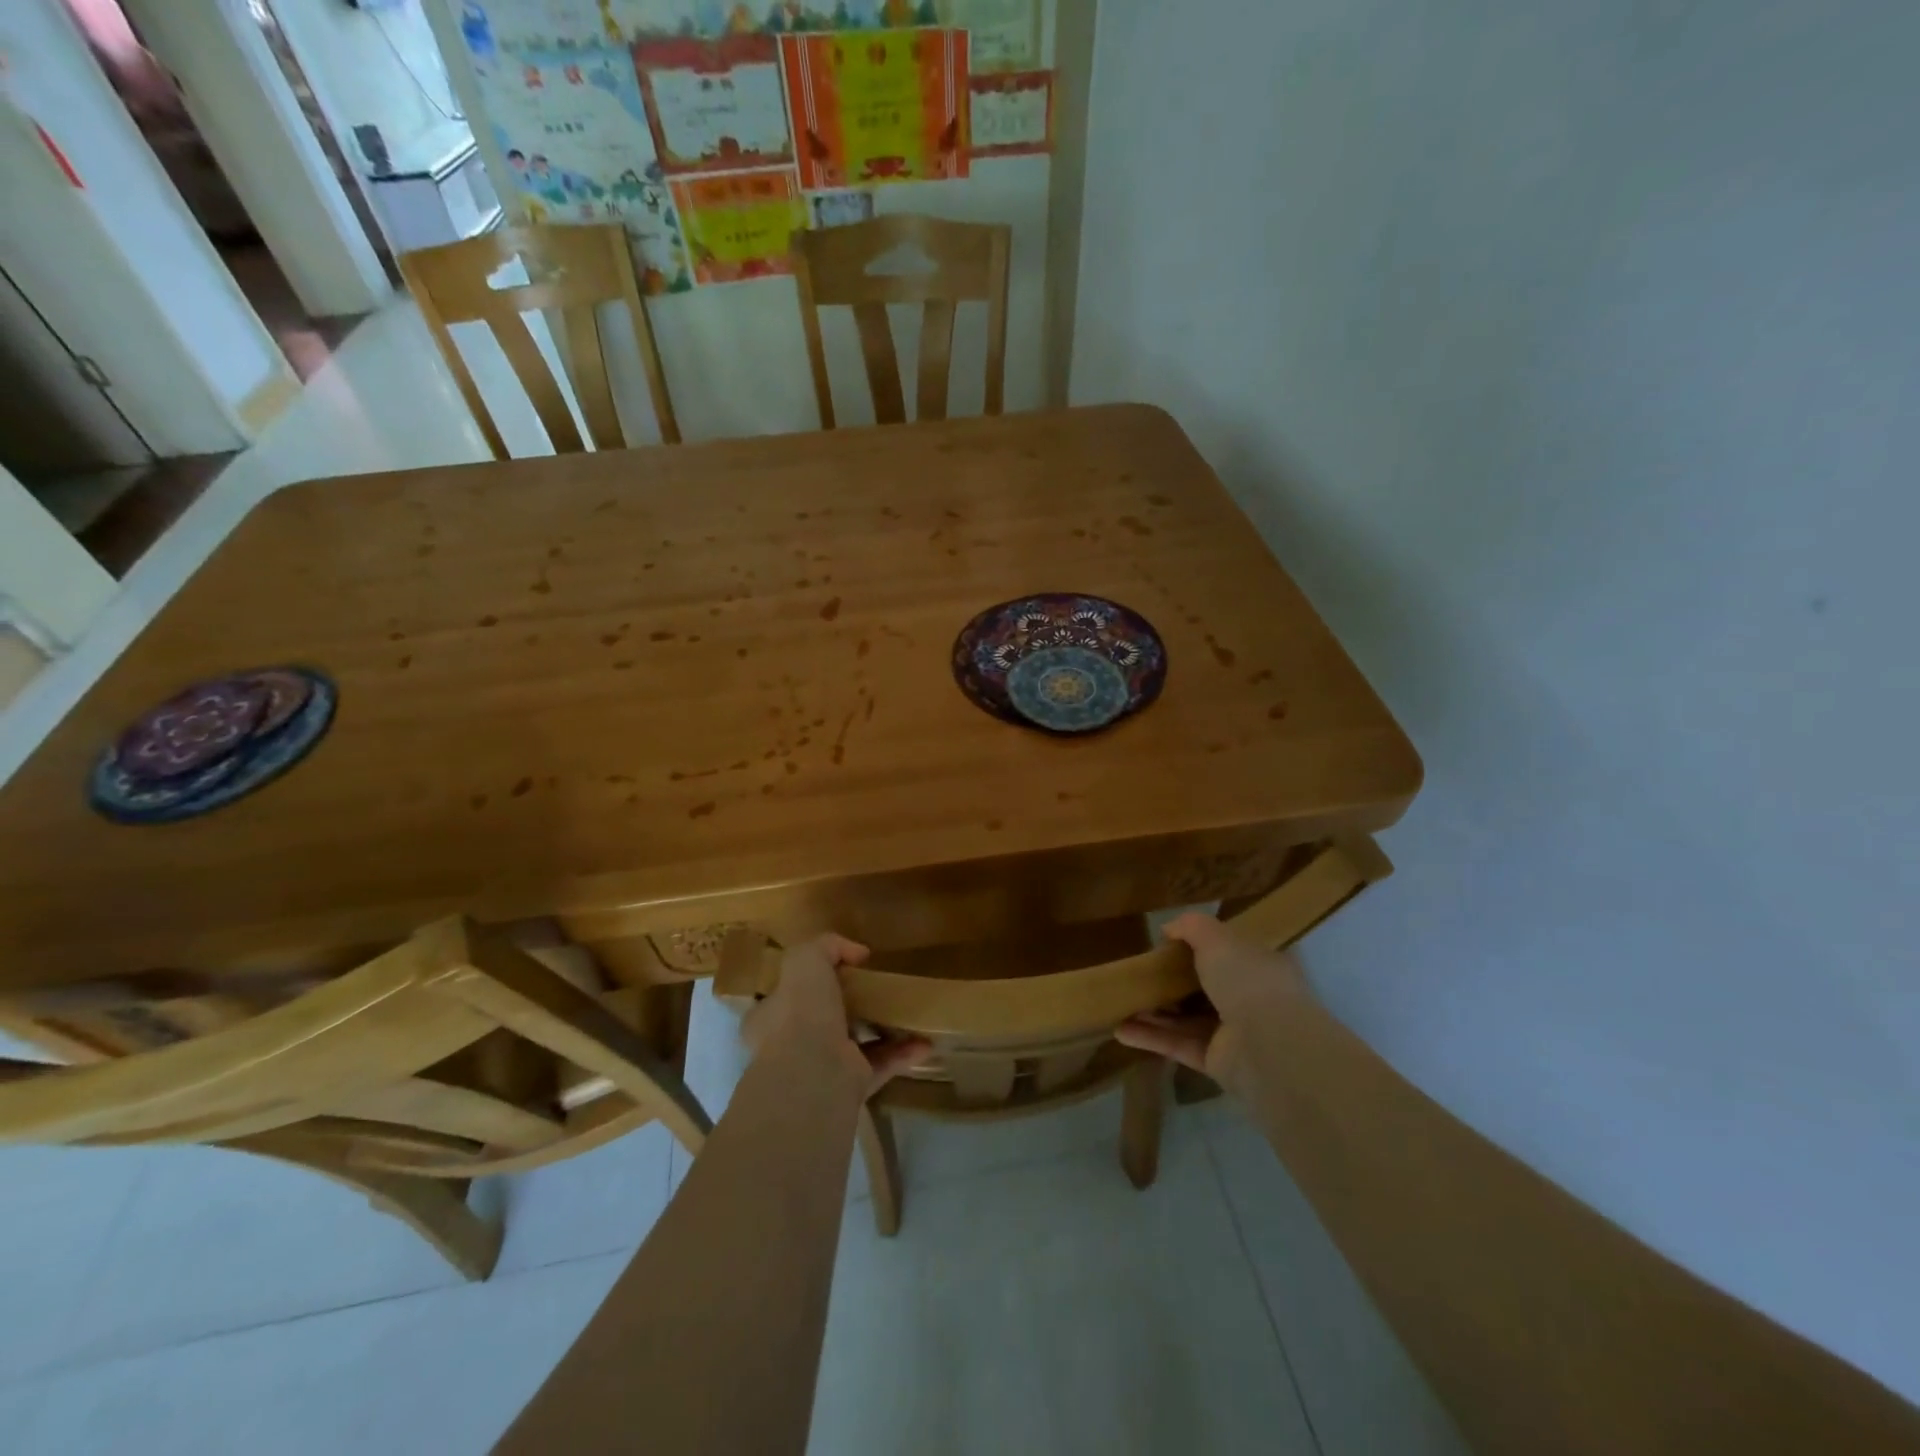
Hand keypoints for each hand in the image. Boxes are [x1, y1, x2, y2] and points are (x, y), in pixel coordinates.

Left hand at [742, 933, 929, 1096]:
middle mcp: (791, 1046)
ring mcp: (821, 1070)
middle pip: (823, 1019)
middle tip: (877, 988)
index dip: (810, 978)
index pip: (787, 994)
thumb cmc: (801, 1013)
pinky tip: (925, 1042)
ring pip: (855, 1043)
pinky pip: (880, 1065)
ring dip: (882, 1029)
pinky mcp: (850, 1088)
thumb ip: (827, 946)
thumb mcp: (806, 961)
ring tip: (908, 1012)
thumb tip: (857, 953)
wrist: (812, 1076)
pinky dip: (902, 1054)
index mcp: (771, 1017)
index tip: (843, 968)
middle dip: (851, 1005)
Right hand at [1115, 912, 1307, 1092]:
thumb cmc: (1248, 980)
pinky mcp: (1218, 1063)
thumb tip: (1168, 929)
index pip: (1232, 953)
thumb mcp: (1217, 938)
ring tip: (1122, 1002)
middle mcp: (1252, 999)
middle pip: (1206, 987)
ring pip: (1189, 1019)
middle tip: (1141, 975)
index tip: (1169, 946)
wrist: (1270, 1047)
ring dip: (1156, 1012)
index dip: (1202, 948)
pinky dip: (1151, 1038)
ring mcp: (1236, 1034)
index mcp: (1262, 966)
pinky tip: (1120, 1030)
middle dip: (1172, 982)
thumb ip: (1191, 927)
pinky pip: (1179, 1046)